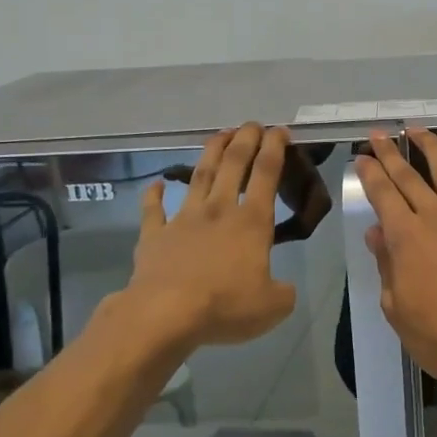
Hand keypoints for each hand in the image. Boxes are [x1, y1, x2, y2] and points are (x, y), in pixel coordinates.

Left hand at [115, 123, 297, 348]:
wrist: (165, 312)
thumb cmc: (225, 305)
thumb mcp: (273, 306)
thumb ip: (283, 292)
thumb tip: (282, 288)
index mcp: (252, 222)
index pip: (266, 174)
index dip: (275, 148)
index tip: (280, 130)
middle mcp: (219, 211)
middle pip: (233, 164)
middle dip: (244, 140)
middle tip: (251, 124)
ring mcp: (183, 219)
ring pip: (199, 176)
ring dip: (209, 153)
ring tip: (218, 135)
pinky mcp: (155, 235)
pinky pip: (153, 210)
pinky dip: (154, 195)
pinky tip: (156, 183)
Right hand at [356, 128, 436, 405]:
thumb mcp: (396, 307)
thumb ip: (386, 265)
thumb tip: (377, 232)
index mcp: (406, 237)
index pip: (382, 194)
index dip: (369, 173)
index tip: (362, 156)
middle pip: (410, 177)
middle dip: (391, 153)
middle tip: (380, 134)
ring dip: (432, 149)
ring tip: (419, 129)